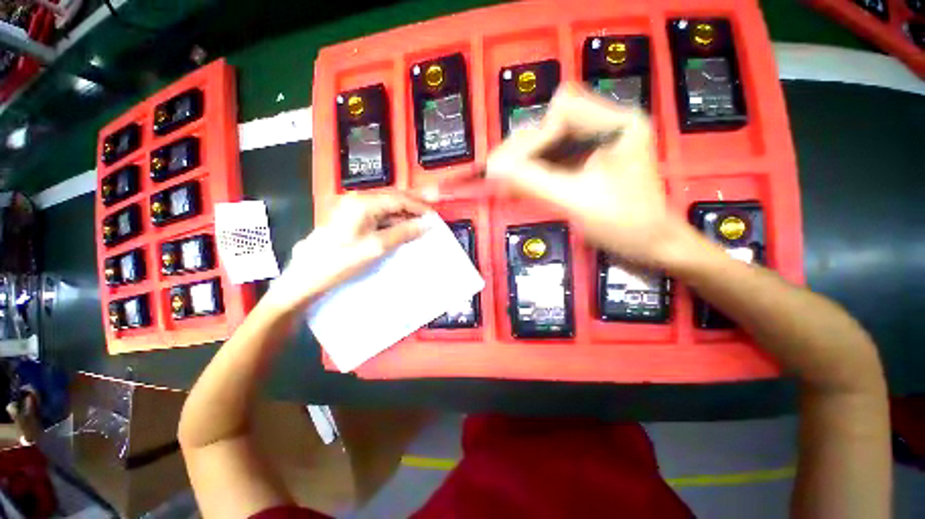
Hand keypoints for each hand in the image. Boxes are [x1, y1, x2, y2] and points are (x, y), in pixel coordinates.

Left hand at [263, 192, 429, 310]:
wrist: (308, 275)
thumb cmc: (341, 261)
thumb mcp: (376, 247)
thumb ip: (402, 233)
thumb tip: (426, 225)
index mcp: (363, 203)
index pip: (398, 199)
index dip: (419, 206)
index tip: (435, 215)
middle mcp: (358, 199)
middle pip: (393, 197)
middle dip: (414, 202)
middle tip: (434, 208)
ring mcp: (354, 208)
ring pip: (387, 205)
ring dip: (406, 211)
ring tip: (423, 218)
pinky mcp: (353, 217)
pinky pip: (380, 214)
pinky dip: (395, 219)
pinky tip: (405, 225)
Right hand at [487, 83, 685, 266]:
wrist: (652, 246)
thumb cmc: (624, 225)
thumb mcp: (576, 202)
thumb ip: (533, 182)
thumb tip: (493, 169)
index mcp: (618, 124)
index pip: (563, 110)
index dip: (534, 138)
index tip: (512, 169)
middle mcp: (610, 123)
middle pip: (554, 121)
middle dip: (525, 148)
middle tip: (497, 173)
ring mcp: (601, 141)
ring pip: (552, 139)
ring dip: (526, 159)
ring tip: (503, 179)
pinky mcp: (592, 159)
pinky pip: (556, 156)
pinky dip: (536, 168)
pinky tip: (519, 183)